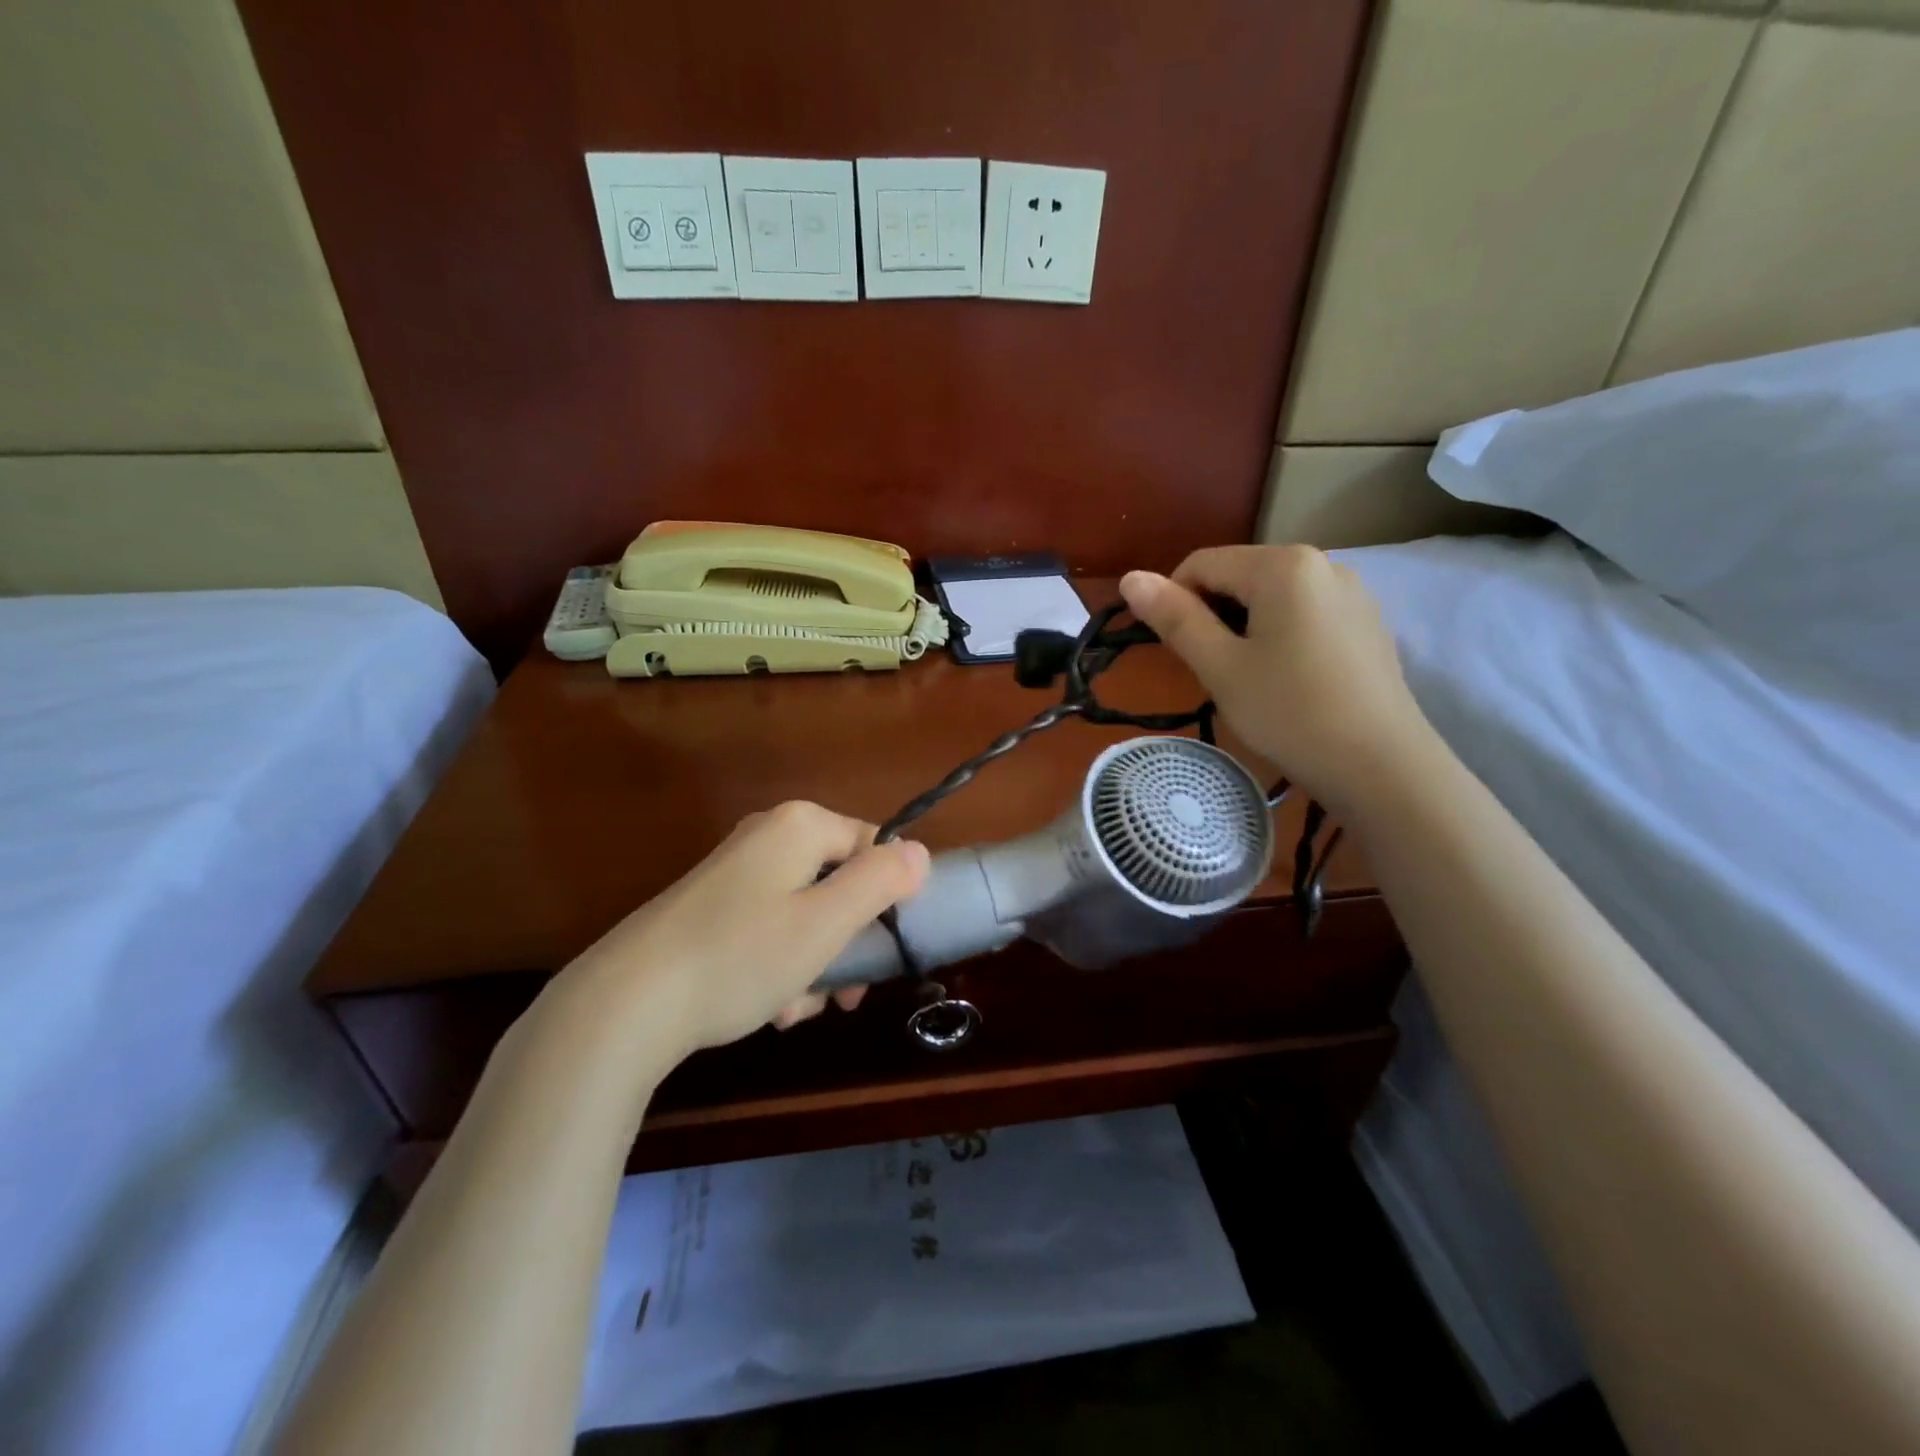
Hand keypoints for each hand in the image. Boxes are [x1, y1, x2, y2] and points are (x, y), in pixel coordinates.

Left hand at [558, 802, 929, 1061]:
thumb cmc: (742, 957)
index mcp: (800, 825)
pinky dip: (779, 965)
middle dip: (847, 942)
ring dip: (815, 963)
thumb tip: (919, 851)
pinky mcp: (710, 906)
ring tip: (796, 1011)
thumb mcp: (826, 922)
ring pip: (806, 913)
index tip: (882, 952)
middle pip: (839, 883)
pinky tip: (769, 1009)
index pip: (875, 847)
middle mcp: (768, 836)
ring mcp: (735, 870)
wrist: (625, 1003)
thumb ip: (880, 881)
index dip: (888, 899)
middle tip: (844, 995)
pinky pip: (768, 927)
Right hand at [1120, 546, 1433, 815]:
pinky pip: (1305, 614)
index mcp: (1283, 564)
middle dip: (1213, 616)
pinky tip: (1289, 680)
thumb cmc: (1290, 713)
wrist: (1382, 766)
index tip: (1176, 652)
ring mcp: (1353, 592)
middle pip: (1240, 576)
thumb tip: (1129, 577)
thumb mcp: (1220, 667)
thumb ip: (1174, 618)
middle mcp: (1323, 563)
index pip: (1201, 564)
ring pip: (1272, 598)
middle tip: (1213, 672)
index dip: (1174, 603)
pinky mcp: (1368, 622)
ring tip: (1251, 680)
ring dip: (1245, 628)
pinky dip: (1281, 636)